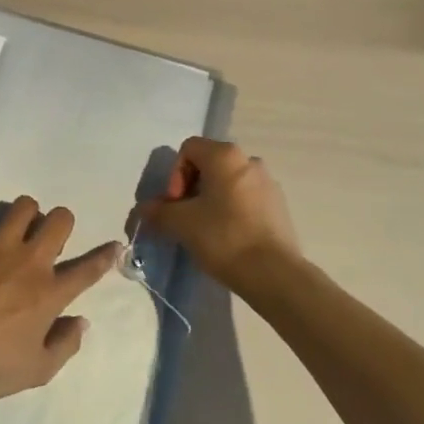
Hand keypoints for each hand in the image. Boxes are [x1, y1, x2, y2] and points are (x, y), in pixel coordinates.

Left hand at [0, 198, 121, 412]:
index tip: (115, 244)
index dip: (104, 255)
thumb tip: (81, 321)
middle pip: (58, 220)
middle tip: (51, 235)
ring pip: (22, 207)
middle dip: (61, 221)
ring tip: (17, 226)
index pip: (87, 269)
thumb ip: (66, 344)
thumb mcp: (39, 370)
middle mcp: (29, 262)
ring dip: (25, 213)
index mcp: (50, 292)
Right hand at [142, 137, 300, 291]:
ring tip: (206, 229)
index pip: (189, 149)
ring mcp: (268, 183)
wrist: (274, 274)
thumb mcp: (181, 224)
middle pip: (209, 165)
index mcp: (225, 155)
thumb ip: (159, 211)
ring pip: (228, 183)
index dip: (175, 175)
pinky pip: (247, 198)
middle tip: (185, 218)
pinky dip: (232, 210)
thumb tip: (144, 209)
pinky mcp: (279, 206)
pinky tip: (229, 237)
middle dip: (191, 188)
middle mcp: (249, 160)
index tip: (175, 205)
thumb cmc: (224, 237)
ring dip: (211, 200)